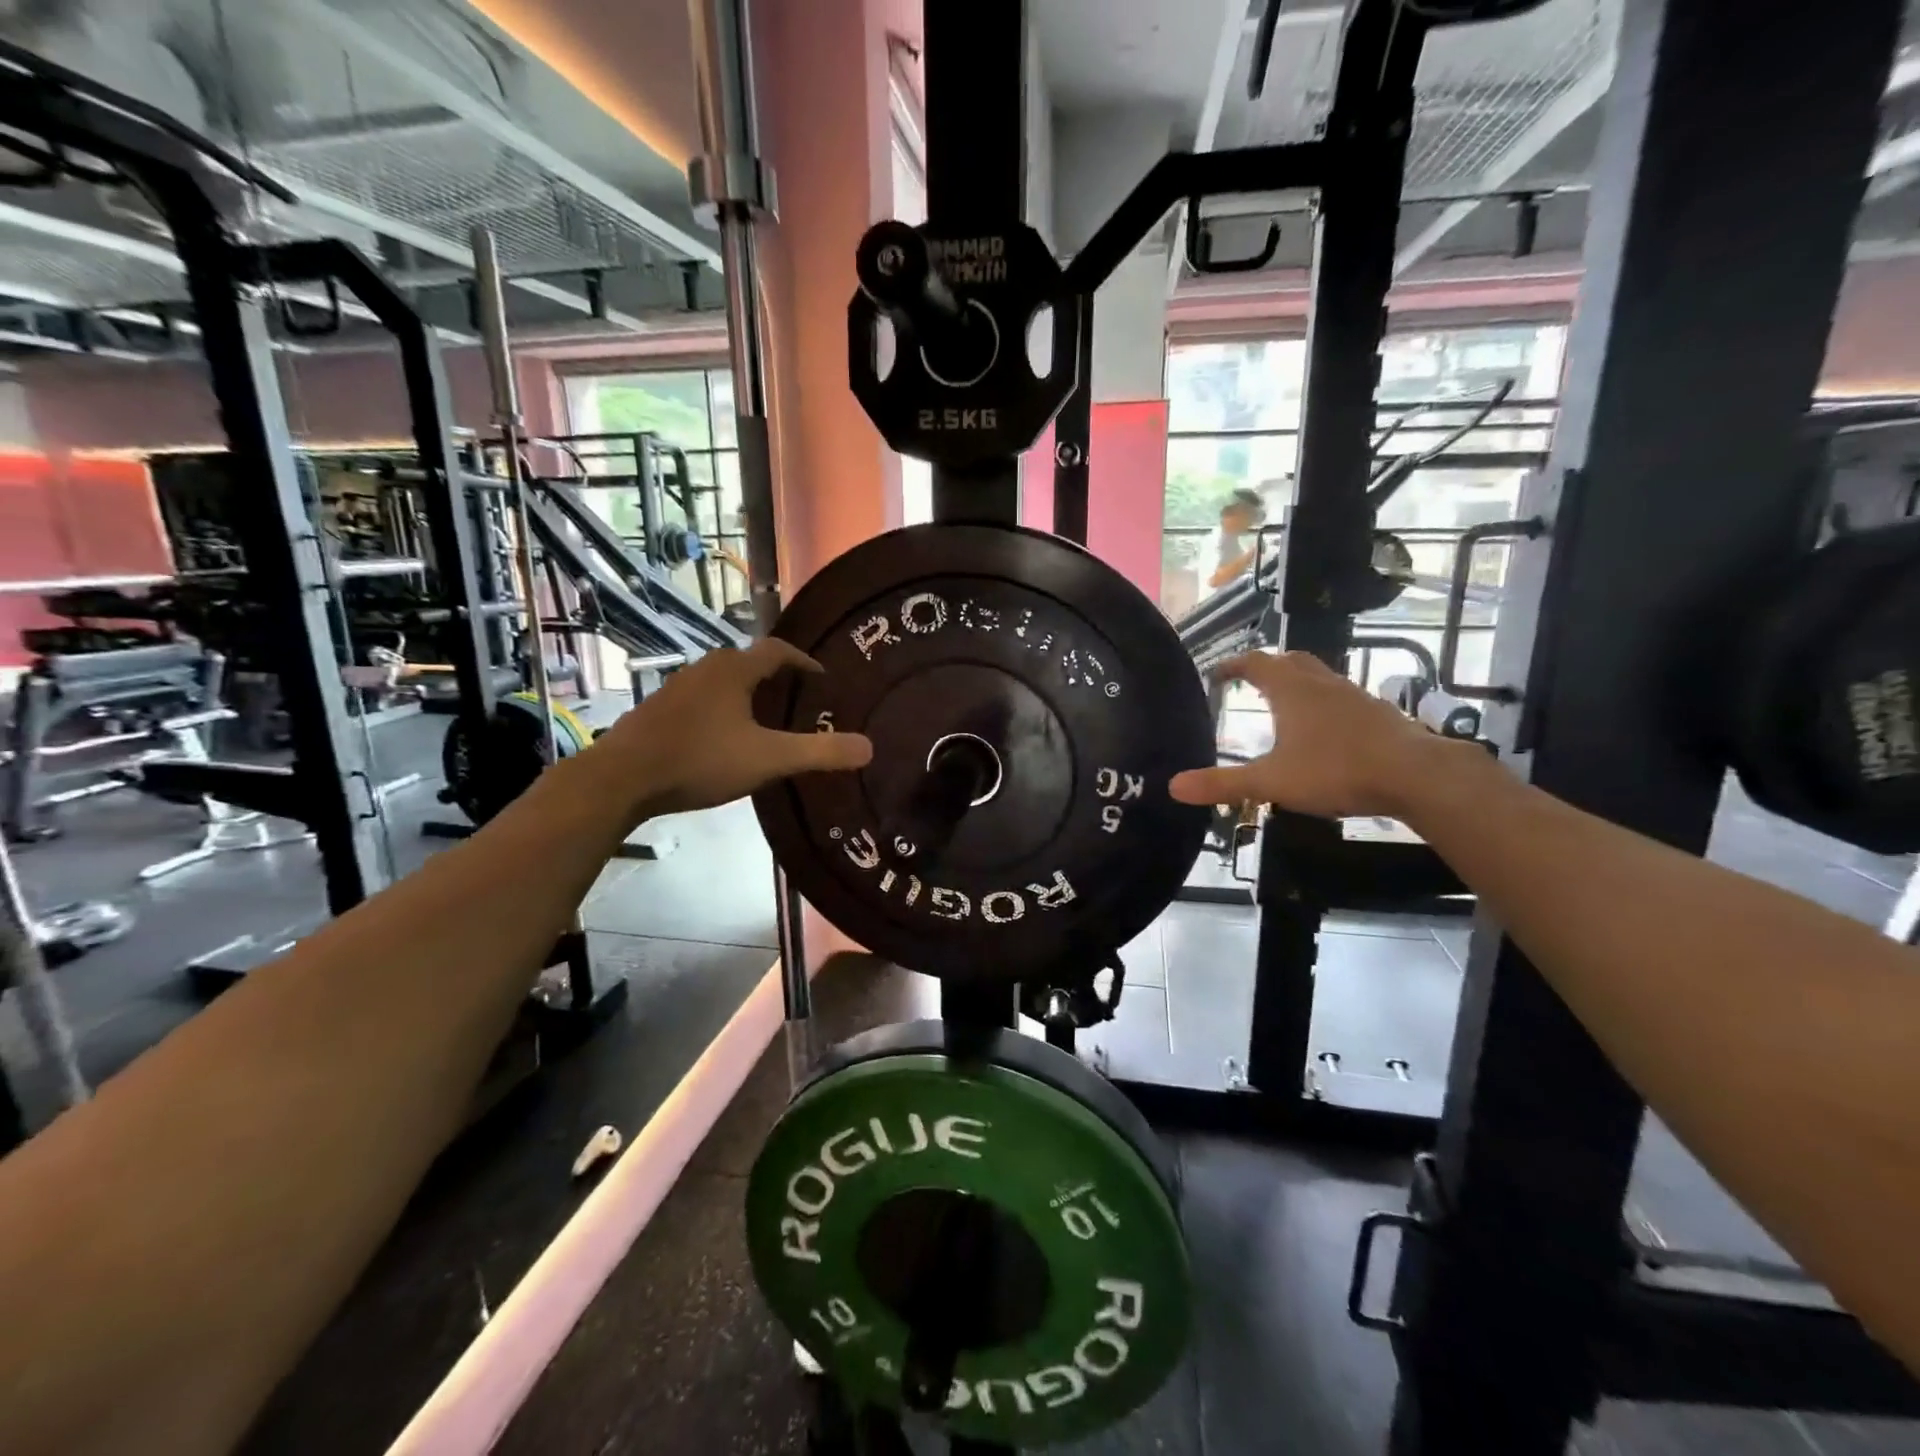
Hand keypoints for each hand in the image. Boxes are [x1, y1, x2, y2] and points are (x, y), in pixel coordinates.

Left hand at [591, 640, 872, 816]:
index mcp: (734, 669)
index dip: (805, 661)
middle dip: (777, 678)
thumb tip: (870, 748)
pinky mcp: (657, 710)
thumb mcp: (768, 759)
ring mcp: (677, 688)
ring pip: (723, 682)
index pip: (778, 650)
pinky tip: (723, 739)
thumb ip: (820, 753)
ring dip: (747, 694)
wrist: (621, 778)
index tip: (823, 679)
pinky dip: (722, 709)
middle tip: (799, 702)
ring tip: (765, 721)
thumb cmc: (700, 759)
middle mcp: (706, 668)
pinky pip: (702, 700)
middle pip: (749, 662)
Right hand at [1168, 651, 1454, 818]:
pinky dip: (1324, 705)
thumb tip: (1173, 787)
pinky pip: (1342, 698)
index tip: (1216, 672)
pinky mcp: (1378, 714)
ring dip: (1298, 684)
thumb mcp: (1271, 782)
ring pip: (1320, 678)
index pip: (1255, 663)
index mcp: (1290, 690)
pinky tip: (1325, 733)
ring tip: (1284, 707)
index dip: (1233, 665)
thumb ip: (1222, 784)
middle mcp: (1321, 683)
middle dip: (1268, 667)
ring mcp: (1355, 695)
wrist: (1416, 775)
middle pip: (1291, 661)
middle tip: (1250, 683)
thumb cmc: (1335, 770)